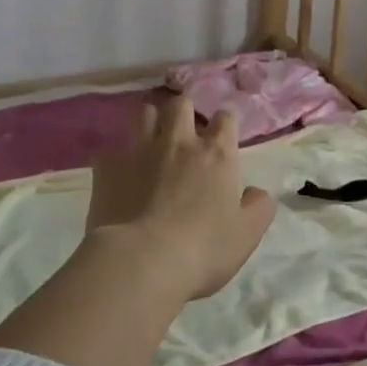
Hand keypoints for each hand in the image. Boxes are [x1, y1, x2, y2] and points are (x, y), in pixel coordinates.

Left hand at [87, 95, 276, 300]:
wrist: (142, 261)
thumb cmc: (203, 249)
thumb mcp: (247, 234)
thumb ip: (258, 207)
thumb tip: (255, 192)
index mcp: (216, 154)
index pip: (225, 118)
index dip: (225, 124)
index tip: (222, 137)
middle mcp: (179, 142)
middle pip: (181, 104)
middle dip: (185, 112)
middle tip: (185, 134)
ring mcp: (140, 150)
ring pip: (145, 113)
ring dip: (151, 123)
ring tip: (152, 143)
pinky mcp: (108, 166)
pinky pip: (112, 149)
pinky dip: (118, 158)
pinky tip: (120, 176)